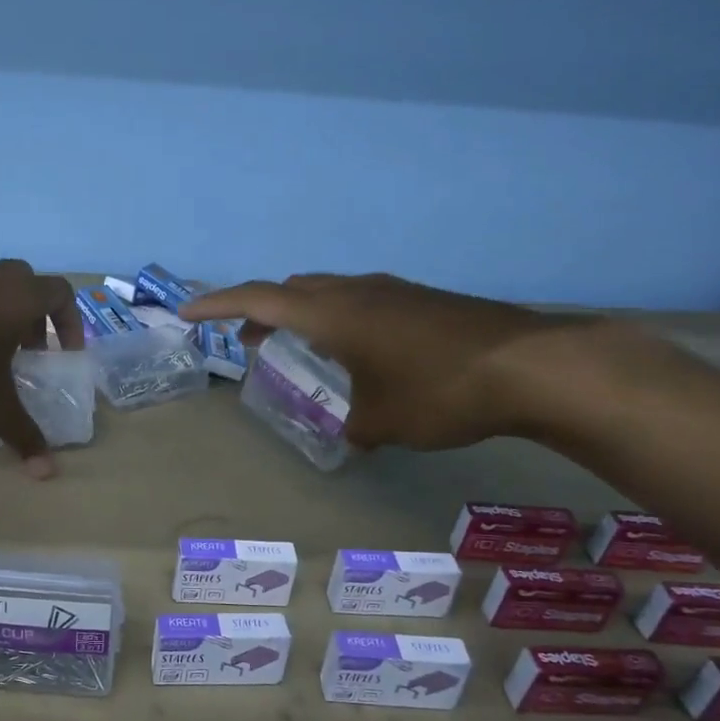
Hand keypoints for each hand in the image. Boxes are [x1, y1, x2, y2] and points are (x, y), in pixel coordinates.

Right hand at [182, 273, 576, 450]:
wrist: (531, 365)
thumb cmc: (440, 391)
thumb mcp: (384, 421)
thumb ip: (353, 426)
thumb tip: (351, 430)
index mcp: (332, 313)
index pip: (258, 300)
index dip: (217, 305)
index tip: (187, 314)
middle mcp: (356, 290)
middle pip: (291, 291)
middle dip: (260, 313)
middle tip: (247, 343)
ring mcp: (392, 290)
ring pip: (327, 292)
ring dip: (301, 315)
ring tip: (297, 348)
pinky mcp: (421, 299)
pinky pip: (360, 300)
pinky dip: (338, 318)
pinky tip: (358, 350)